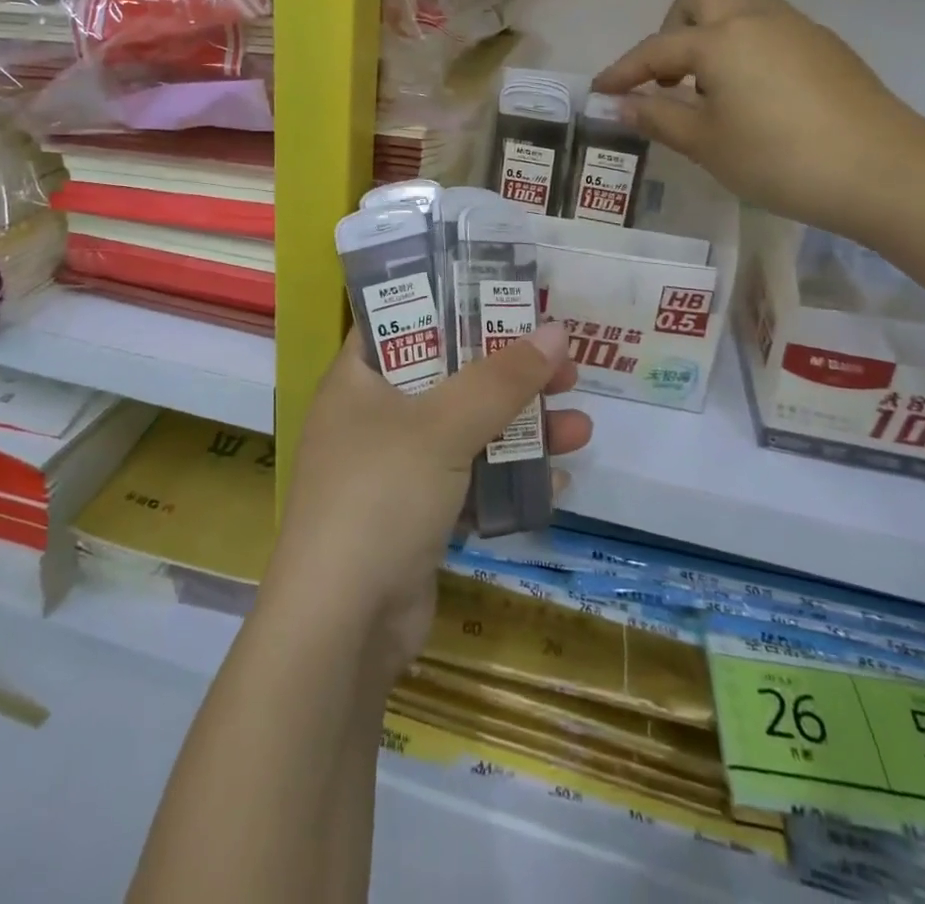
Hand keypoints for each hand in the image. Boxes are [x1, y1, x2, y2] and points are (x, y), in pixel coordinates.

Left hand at [268, 323, 591, 681]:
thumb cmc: (380, 495)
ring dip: (521, 429)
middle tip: (563, 365)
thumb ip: (500, 379)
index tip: (505, 298)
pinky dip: (507, 478)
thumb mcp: (442, 426)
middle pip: (447, 377)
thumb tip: (555, 332)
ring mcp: (394, 470)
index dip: (452, 304)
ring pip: (466, 432)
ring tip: (581, 425)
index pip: (401, 321)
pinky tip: (557, 480)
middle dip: (507, 374)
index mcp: (358, 380)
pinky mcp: (416, 516)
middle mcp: (372, 418)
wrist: (342, 626)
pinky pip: (469, 482)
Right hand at [593, 0, 924, 235]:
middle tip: (668, 76)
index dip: (623, 71)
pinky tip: (749, 92)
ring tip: (705, 84)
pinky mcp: (824, 45)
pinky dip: (743, 44)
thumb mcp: (705, 144)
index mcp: (721, 38)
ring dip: (709, 32)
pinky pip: (768, 25)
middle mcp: (756, 17)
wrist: (883, 170)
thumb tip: (618, 105)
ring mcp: (796, 26)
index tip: (600, 92)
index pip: (655, 49)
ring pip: (739, 3)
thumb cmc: (779, 158)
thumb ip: (656, 118)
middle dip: (671, 28)